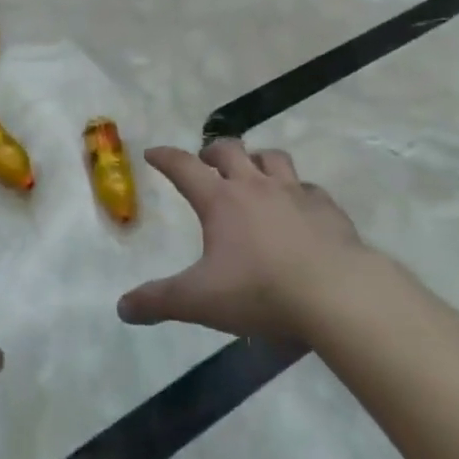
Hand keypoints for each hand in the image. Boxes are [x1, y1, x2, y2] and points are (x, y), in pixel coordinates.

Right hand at [117, 140, 362, 342]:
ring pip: (272, 158)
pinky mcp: (326, 207)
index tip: (153, 152)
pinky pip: (309, 188)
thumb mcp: (200, 301)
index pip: (185, 167)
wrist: (336, 292)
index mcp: (221, 201)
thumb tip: (122, 307)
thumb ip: (159, 302)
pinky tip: (300, 206)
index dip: (166, 157)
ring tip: (253, 171)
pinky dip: (298, 191)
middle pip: (229, 151)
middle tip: (206, 161)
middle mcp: (255, 186)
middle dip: (213, 152)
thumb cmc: (261, 291)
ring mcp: (294, 193)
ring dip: (257, 159)